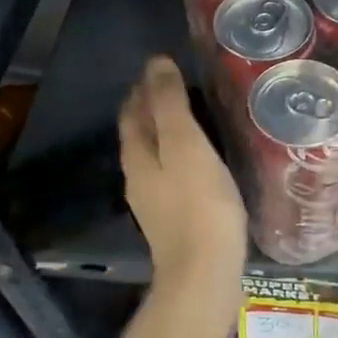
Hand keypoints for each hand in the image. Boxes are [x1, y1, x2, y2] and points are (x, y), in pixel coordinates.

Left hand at [119, 56, 246, 289]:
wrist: (204, 273)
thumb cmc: (198, 204)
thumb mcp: (185, 145)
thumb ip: (170, 105)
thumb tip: (156, 63)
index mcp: (138, 155)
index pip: (133, 111)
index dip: (144, 86)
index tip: (163, 64)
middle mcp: (139, 177)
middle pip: (140, 133)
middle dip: (151, 107)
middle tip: (177, 84)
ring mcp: (156, 202)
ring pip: (155, 154)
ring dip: (166, 131)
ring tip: (192, 115)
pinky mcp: (176, 219)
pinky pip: (173, 174)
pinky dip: (181, 155)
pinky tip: (201, 158)